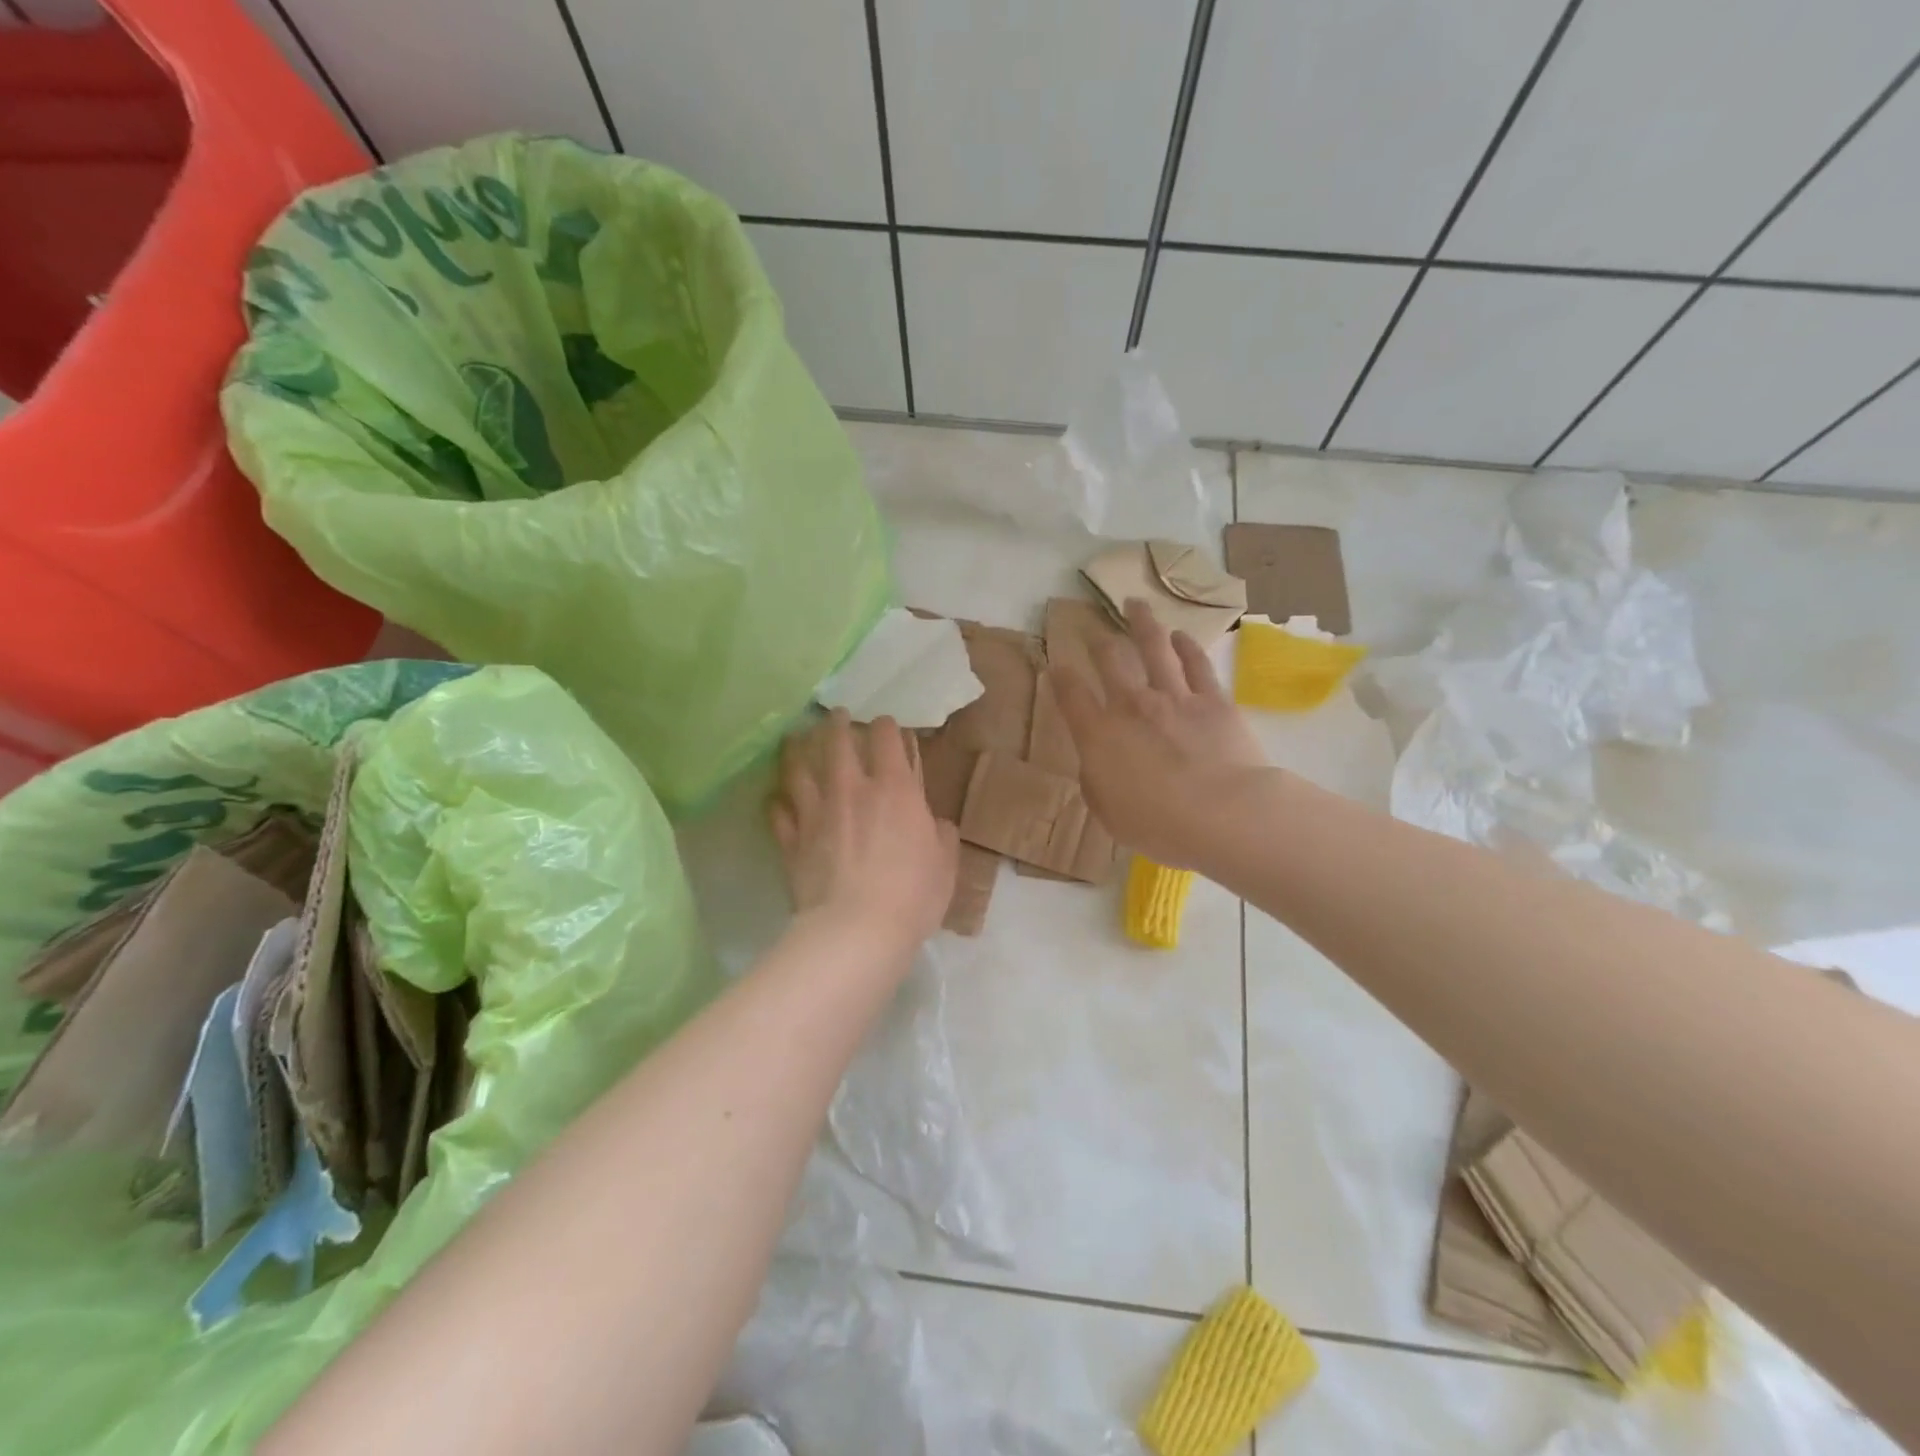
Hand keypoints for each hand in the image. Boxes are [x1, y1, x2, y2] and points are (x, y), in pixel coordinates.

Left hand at [769, 710, 959, 952]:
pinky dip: (777, 802)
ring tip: (794, 740)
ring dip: (796, 751)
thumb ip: (942, 837)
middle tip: (835, 716)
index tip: (886, 725)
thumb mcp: (945, 865)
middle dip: (837, 724)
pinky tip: (776, 798)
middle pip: (836, 743)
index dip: (886, 726)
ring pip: (798, 770)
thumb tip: (937, 824)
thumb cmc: (912, 895)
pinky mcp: (792, 841)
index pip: (886, 739)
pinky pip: (778, 813)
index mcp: (895, 790)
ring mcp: (816, 813)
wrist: (856, 930)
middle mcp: (851, 790)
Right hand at [1049, 598, 1269, 868]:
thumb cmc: (1159, 825)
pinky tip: (1181, 636)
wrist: (1223, 814)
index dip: (1060, 676)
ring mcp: (1174, 697)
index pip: (1071, 695)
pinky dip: (1187, 646)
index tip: (1055, 665)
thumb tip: (1098, 765)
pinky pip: (1196, 664)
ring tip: (1135, 604)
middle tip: (1094, 633)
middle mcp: (1132, 705)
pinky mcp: (1212, 700)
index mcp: (1099, 735)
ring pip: (1153, 647)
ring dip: (1142, 623)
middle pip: (1110, 660)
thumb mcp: (1110, 814)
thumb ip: (1097, 783)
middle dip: (1098, 642)